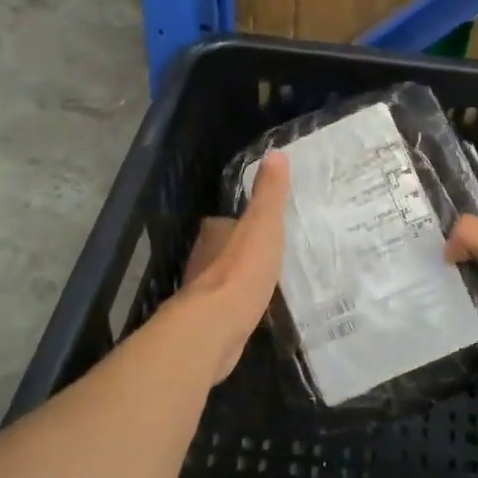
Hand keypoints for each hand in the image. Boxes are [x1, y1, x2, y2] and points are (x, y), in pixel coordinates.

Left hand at [168, 152, 290, 382]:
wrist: (217, 325)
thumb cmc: (242, 268)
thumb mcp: (263, 224)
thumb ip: (269, 193)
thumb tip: (275, 153)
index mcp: (214, 234)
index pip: (223, 222)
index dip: (240, 223)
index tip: (261, 226)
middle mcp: (202, 261)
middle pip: (221, 251)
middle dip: (239, 253)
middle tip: (268, 254)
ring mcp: (203, 295)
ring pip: (222, 281)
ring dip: (239, 281)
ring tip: (267, 282)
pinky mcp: (209, 323)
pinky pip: (228, 309)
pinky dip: (239, 308)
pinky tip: (257, 312)